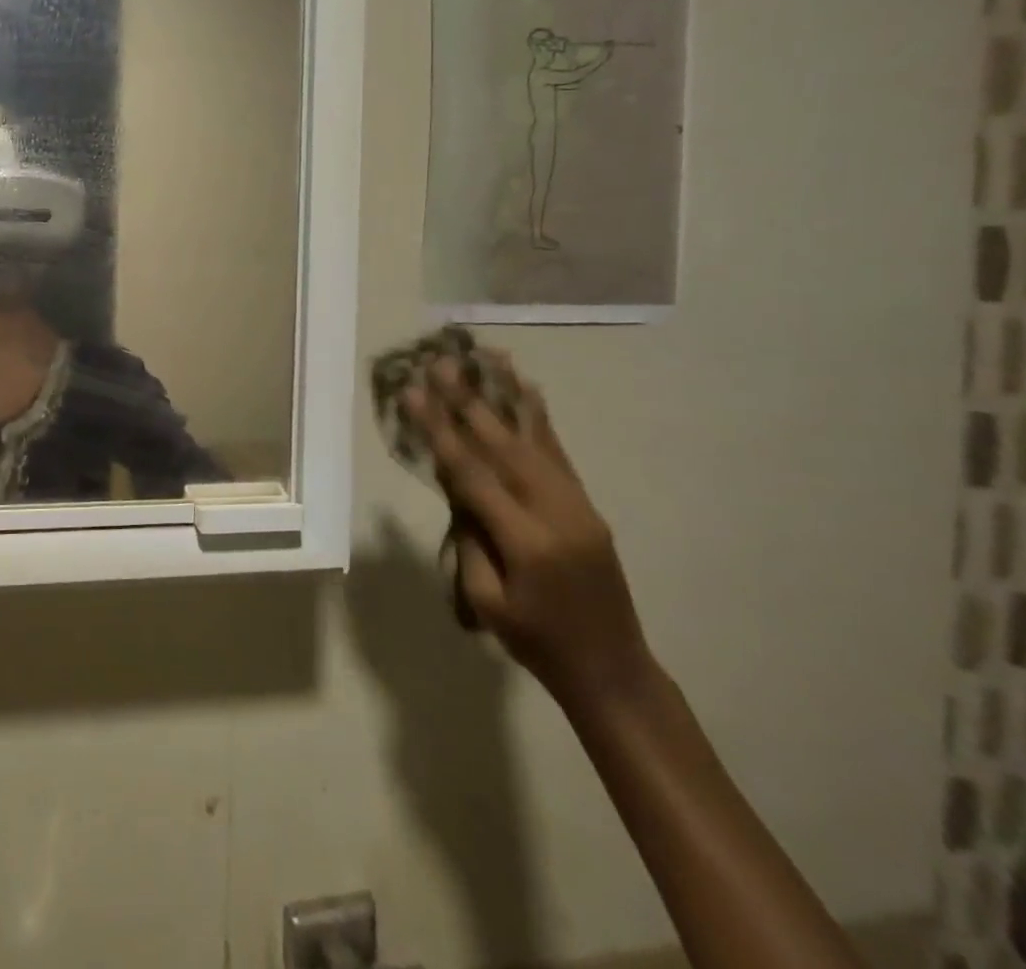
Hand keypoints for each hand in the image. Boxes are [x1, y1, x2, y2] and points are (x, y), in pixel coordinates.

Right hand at [404, 357, 653, 709]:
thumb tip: (457, 487)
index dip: (440, 431)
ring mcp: (578, 504)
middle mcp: (556, 512)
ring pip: (534, 439)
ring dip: (506, 395)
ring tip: (486, 356)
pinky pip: (557, 452)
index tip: (413, 394)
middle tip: (440, 362)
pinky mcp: (587, 504)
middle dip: (467, 400)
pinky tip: (526, 389)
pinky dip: (538, 417)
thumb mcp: (487, 600)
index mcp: (526, 541)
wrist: (612, 669)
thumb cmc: (537, 642)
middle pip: (503, 446)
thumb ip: (468, 538)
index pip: (472, 474)